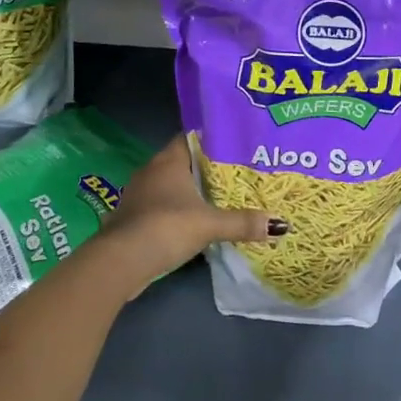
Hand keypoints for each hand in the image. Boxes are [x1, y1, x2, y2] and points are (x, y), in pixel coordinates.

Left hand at [102, 135, 286, 291]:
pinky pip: (162, 205)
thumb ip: (242, 222)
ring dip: (191, 192)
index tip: (236, 146)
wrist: (119, 262)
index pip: (192, 138)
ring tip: (221, 198)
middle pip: (184, 162)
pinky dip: (178, 210)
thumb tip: (280, 224)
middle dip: (207, 168)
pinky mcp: (134, 217)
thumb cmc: (165, 227)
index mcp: (168, 160)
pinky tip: (195, 222)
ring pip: (172, 185)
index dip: (213, 140)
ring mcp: (140, 194)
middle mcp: (151, 170)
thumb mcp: (209, 224)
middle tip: (236, 173)